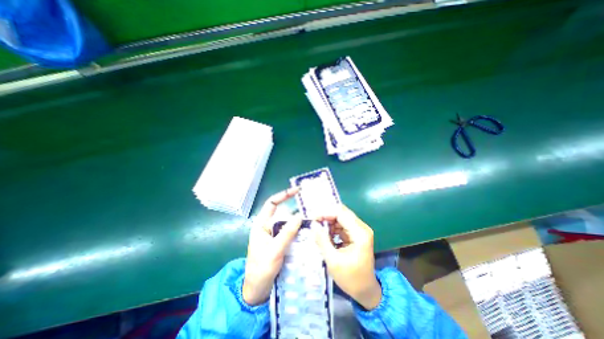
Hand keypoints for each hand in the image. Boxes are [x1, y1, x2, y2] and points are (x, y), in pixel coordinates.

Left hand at [242, 186, 301, 304]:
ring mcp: (274, 235)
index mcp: (261, 224)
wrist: (257, 291)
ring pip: (288, 223)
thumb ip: (287, 232)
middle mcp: (268, 226)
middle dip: (295, 208)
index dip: (283, 195)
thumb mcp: (274, 249)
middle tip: (309, 205)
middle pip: (282, 212)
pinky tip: (308, 230)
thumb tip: (299, 215)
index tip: (296, 190)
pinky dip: (298, 230)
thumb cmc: (261, 269)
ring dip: (298, 220)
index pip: (272, 204)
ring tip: (312, 217)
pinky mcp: (280, 242)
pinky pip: (290, 232)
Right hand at [314, 205, 377, 311]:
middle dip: (326, 216)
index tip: (312, 218)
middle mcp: (362, 228)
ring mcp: (360, 230)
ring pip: (341, 218)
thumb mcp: (333, 260)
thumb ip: (322, 240)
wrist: (365, 291)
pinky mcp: (356, 234)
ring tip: (317, 228)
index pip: (341, 213)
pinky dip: (332, 227)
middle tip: (313, 221)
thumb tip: (313, 224)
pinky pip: (342, 225)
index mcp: (360, 233)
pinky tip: (325, 234)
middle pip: (341, 213)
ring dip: (328, 221)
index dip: (326, 213)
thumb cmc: (350, 278)